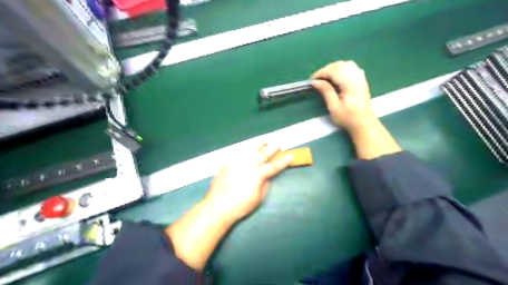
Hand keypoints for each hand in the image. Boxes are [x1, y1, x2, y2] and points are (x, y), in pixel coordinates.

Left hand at [204, 143, 293, 221]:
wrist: (218, 205)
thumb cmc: (241, 205)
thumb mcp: (258, 198)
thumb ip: (265, 184)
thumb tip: (267, 176)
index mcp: (257, 174)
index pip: (273, 166)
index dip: (283, 161)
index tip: (290, 155)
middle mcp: (248, 164)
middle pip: (262, 153)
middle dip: (272, 148)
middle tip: (278, 144)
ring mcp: (237, 161)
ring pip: (250, 148)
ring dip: (259, 143)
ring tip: (265, 139)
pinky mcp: (228, 162)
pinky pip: (239, 151)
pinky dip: (247, 147)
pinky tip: (250, 146)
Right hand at [310, 60, 375, 130]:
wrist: (364, 123)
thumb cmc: (347, 117)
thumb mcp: (334, 107)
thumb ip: (326, 91)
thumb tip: (315, 81)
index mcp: (349, 84)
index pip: (333, 71)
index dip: (321, 73)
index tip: (312, 80)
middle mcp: (356, 77)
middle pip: (339, 65)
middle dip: (326, 69)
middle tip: (317, 79)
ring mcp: (360, 78)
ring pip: (346, 64)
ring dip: (334, 68)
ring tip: (326, 77)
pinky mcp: (362, 80)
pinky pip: (352, 67)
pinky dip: (343, 68)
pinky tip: (338, 76)